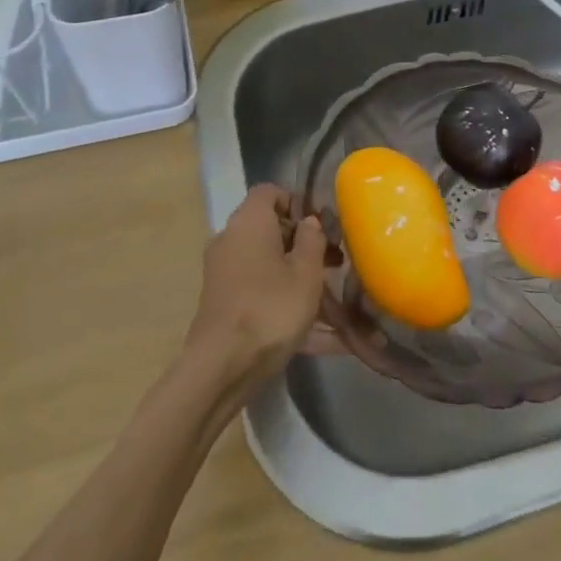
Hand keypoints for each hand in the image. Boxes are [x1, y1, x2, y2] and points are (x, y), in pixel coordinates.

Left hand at [183, 185, 328, 393]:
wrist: (222, 367)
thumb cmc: (271, 308)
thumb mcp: (306, 273)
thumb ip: (313, 240)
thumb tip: (309, 222)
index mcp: (249, 223)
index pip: (268, 192)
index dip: (296, 202)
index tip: (322, 225)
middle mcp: (231, 241)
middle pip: (270, 231)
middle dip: (305, 246)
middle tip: (336, 265)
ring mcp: (225, 275)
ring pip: (270, 267)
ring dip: (300, 280)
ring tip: (338, 306)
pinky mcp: (225, 305)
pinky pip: (263, 295)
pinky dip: (288, 307)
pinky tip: (325, 338)